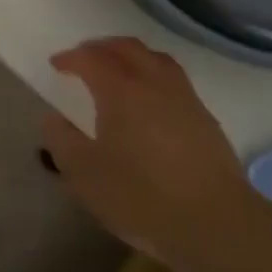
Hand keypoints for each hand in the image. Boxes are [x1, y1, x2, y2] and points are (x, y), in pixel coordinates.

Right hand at [42, 38, 250, 252]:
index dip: (71, 57)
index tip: (57, 65)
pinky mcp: (205, 118)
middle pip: (127, 48)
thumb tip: (54, 118)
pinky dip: (153, 76)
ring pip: (155, 59)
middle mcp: (154, 82)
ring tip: (117, 72)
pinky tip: (149, 101)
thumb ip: (62, 141)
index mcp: (121, 90)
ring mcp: (184, 98)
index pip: (91, 58)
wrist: (216, 223)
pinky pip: (173, 79)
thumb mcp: (85, 174)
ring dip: (131, 57)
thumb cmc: (142, 197)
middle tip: (84, 59)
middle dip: (101, 48)